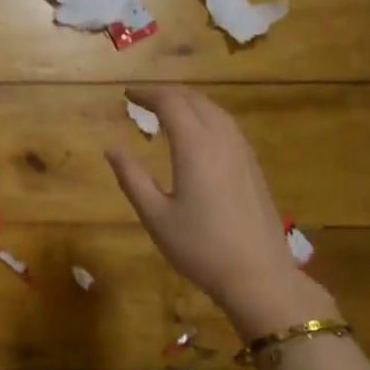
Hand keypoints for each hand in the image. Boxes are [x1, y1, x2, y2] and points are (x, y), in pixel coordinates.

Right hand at [105, 85, 336, 338]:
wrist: (257, 275)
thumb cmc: (199, 247)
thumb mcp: (155, 216)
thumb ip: (132, 177)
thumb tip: (112, 148)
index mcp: (195, 147)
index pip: (171, 103)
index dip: (147, 94)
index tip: (127, 94)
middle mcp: (222, 140)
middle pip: (196, 100)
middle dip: (168, 94)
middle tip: (143, 99)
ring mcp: (243, 153)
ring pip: (216, 111)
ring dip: (190, 103)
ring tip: (168, 111)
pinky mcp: (253, 167)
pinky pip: (228, 127)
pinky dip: (207, 118)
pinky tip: (198, 135)